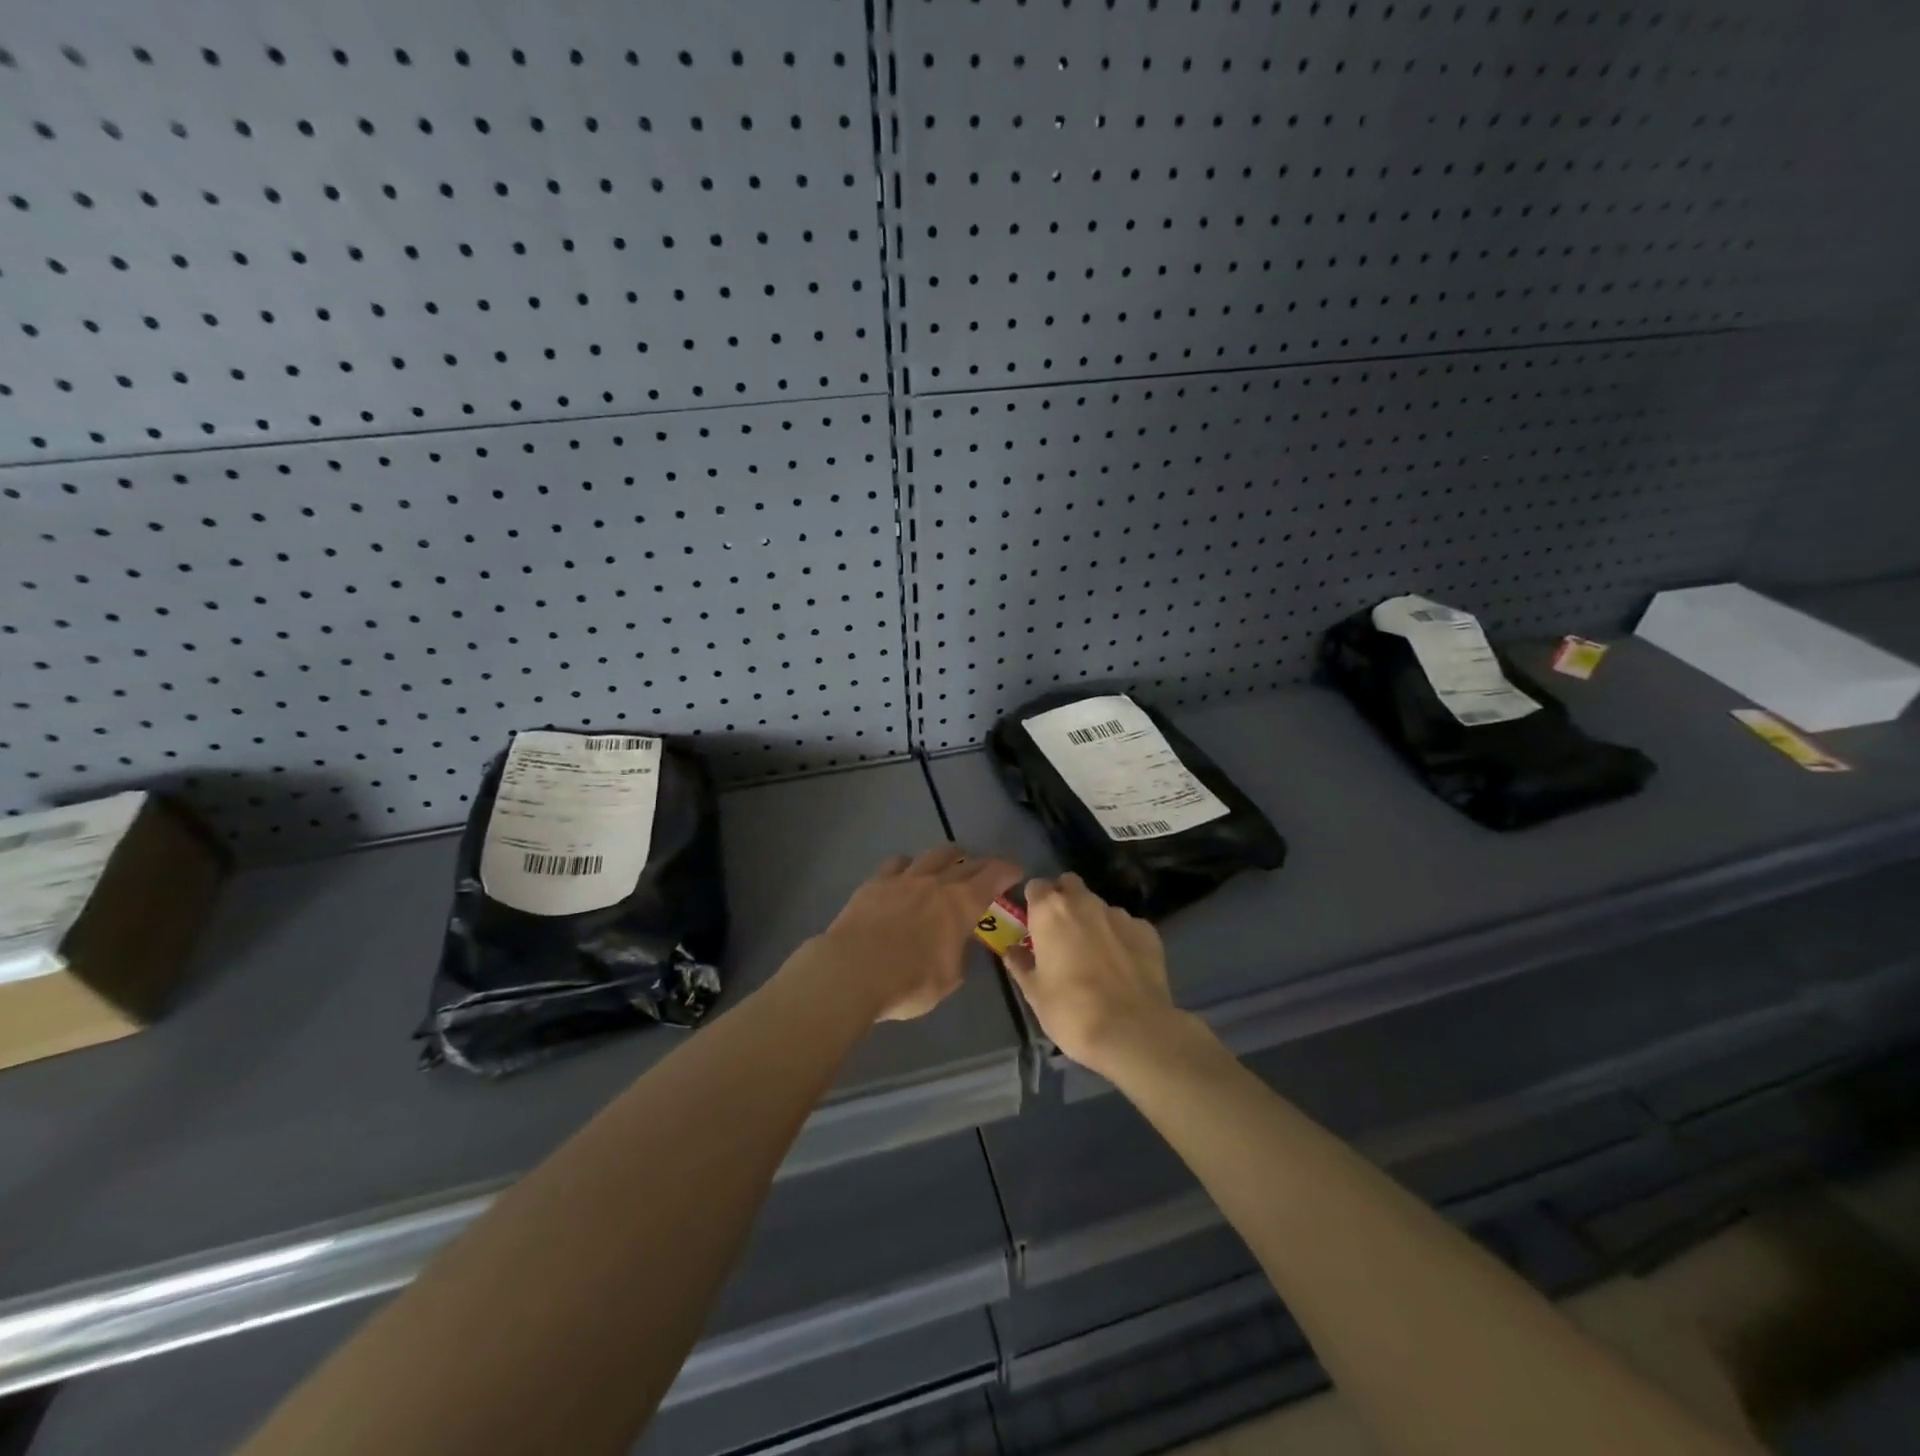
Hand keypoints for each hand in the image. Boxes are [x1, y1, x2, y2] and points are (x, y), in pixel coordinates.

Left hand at [816, 846, 1022, 1022]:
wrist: (851, 972)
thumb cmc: (908, 982)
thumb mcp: (948, 978)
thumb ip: (959, 955)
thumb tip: (959, 943)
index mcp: (961, 904)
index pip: (994, 875)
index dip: (1008, 870)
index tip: (1016, 871)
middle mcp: (936, 882)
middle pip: (966, 862)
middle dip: (982, 864)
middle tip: (988, 871)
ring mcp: (904, 878)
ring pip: (933, 854)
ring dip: (949, 857)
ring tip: (952, 863)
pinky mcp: (875, 882)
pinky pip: (898, 863)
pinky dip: (909, 866)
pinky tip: (907, 874)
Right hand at [1003, 874, 1179, 1073]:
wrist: (1132, 1031)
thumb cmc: (1071, 1011)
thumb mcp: (1034, 993)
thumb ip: (1020, 964)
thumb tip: (1012, 951)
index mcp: (1050, 911)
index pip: (1036, 886)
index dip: (1034, 902)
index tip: (1033, 922)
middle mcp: (1084, 903)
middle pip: (1070, 885)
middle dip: (1064, 899)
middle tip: (1062, 932)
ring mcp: (1119, 914)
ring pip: (1099, 906)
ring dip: (1093, 921)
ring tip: (1096, 955)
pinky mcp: (1148, 931)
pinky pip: (1127, 926)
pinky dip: (1121, 938)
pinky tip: (1123, 966)